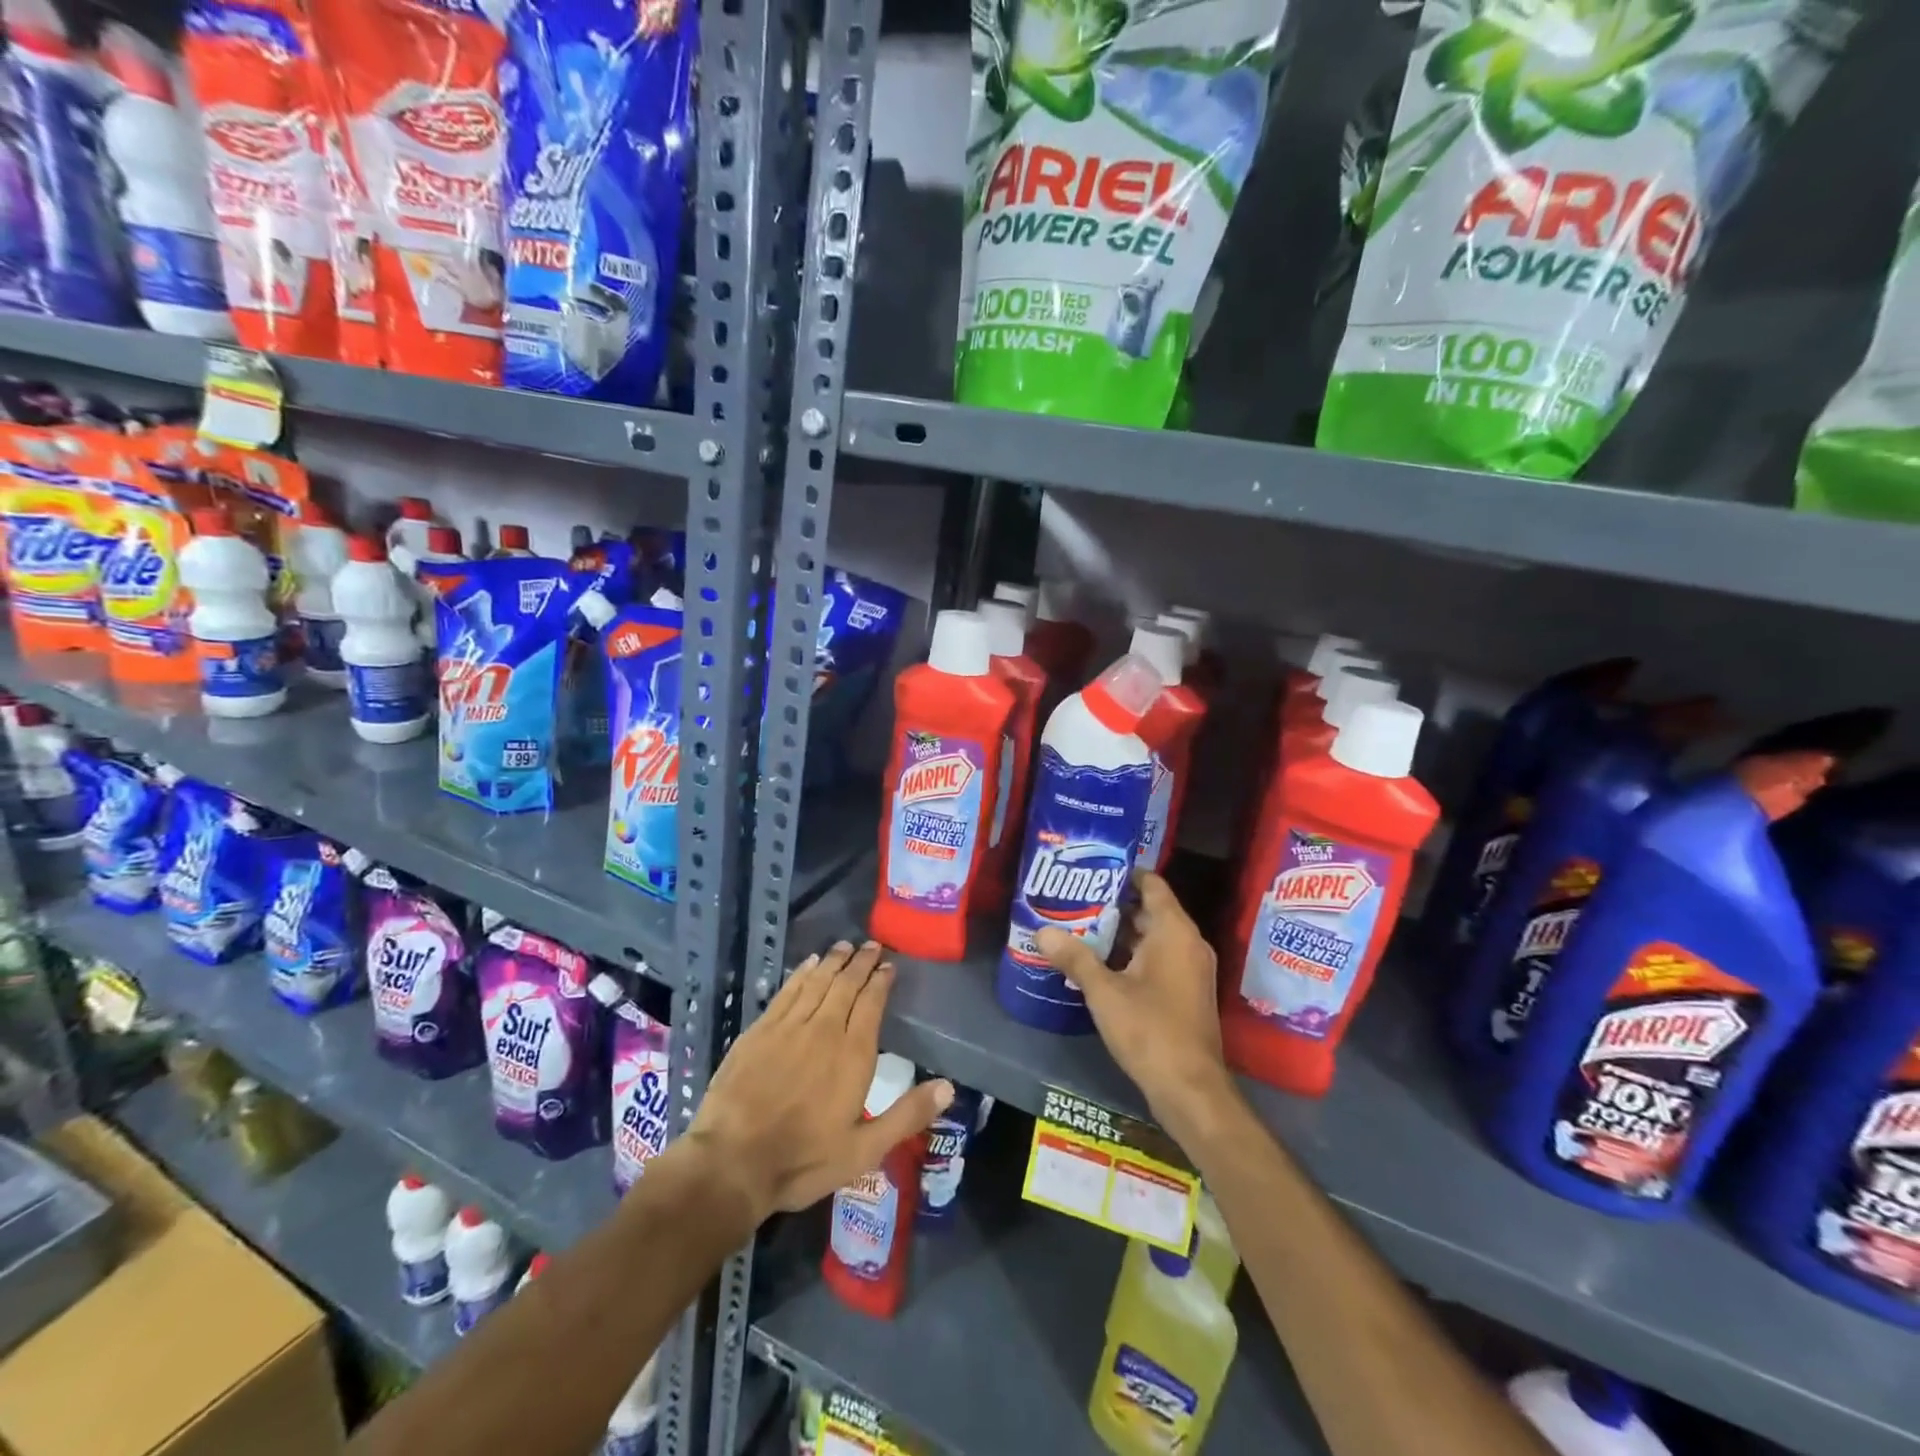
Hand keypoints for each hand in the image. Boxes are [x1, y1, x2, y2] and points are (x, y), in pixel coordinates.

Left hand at [687, 940, 951, 1221]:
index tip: (889, 965)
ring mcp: (788, 1026)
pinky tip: (808, 964)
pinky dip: (801, 974)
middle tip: (871, 945)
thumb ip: (907, 1116)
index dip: (881, 980)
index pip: (871, 1003)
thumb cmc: (803, 1160)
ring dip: (833, 961)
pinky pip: (787, 991)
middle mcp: (824, 1029)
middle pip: (846, 984)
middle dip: (861, 962)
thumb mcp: (863, 1150)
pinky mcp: (759, 1030)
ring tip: (844, 946)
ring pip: (817, 982)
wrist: (731, 1162)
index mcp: (853, 1054)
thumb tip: (949, 1087)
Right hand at [1037, 870, 1231, 1134]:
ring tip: (1080, 926)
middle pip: (1150, 910)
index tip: (1092, 869)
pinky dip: (1132, 955)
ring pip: (1153, 937)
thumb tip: (1042, 932)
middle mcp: (1188, 943)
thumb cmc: (1150, 1030)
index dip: (1124, 873)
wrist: (1191, 1089)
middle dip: (1114, 904)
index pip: (1153, 885)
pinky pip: (1159, 959)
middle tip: (1075, 899)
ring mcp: (1190, 969)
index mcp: (1174, 932)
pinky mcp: (1186, 992)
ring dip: (1121, 933)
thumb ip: (1074, 958)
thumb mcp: (1104, 992)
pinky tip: (1100, 964)